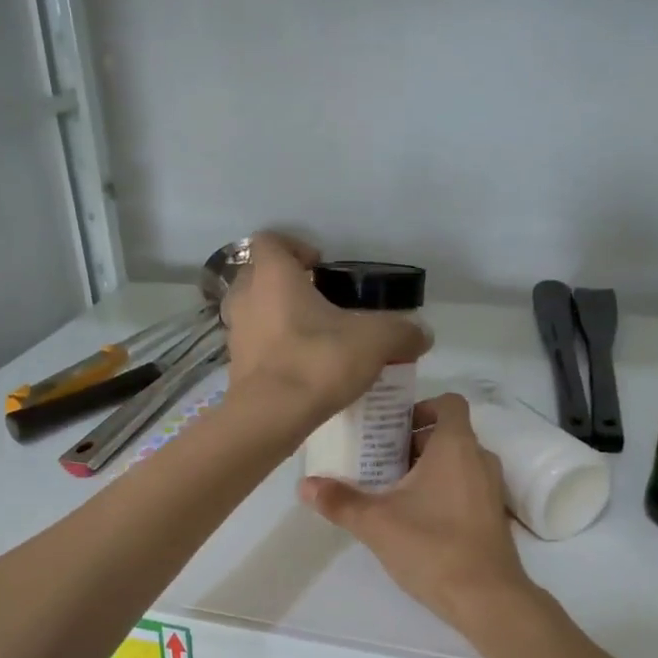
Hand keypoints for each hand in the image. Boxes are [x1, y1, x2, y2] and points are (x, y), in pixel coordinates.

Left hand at [222, 233, 430, 421]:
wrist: (271, 417)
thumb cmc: (318, 361)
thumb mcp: (375, 341)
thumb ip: (402, 332)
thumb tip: (422, 334)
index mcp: (273, 276)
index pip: (271, 241)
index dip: (295, 247)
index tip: (320, 265)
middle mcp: (246, 298)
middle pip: (258, 276)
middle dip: (285, 284)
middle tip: (318, 301)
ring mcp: (235, 334)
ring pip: (253, 313)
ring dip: (276, 318)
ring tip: (310, 336)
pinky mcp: (236, 368)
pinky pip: (254, 347)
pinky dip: (272, 351)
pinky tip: (300, 368)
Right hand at [299, 393, 533, 628]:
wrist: (486, 598)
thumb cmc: (432, 546)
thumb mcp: (376, 522)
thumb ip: (339, 500)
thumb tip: (304, 485)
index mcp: (455, 446)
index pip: (447, 402)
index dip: (420, 407)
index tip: (390, 426)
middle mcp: (479, 459)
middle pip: (447, 433)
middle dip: (412, 441)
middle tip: (377, 458)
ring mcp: (491, 489)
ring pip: (457, 462)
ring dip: (427, 467)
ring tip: (391, 488)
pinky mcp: (493, 516)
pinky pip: (466, 486)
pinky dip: (443, 489)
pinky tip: (415, 517)